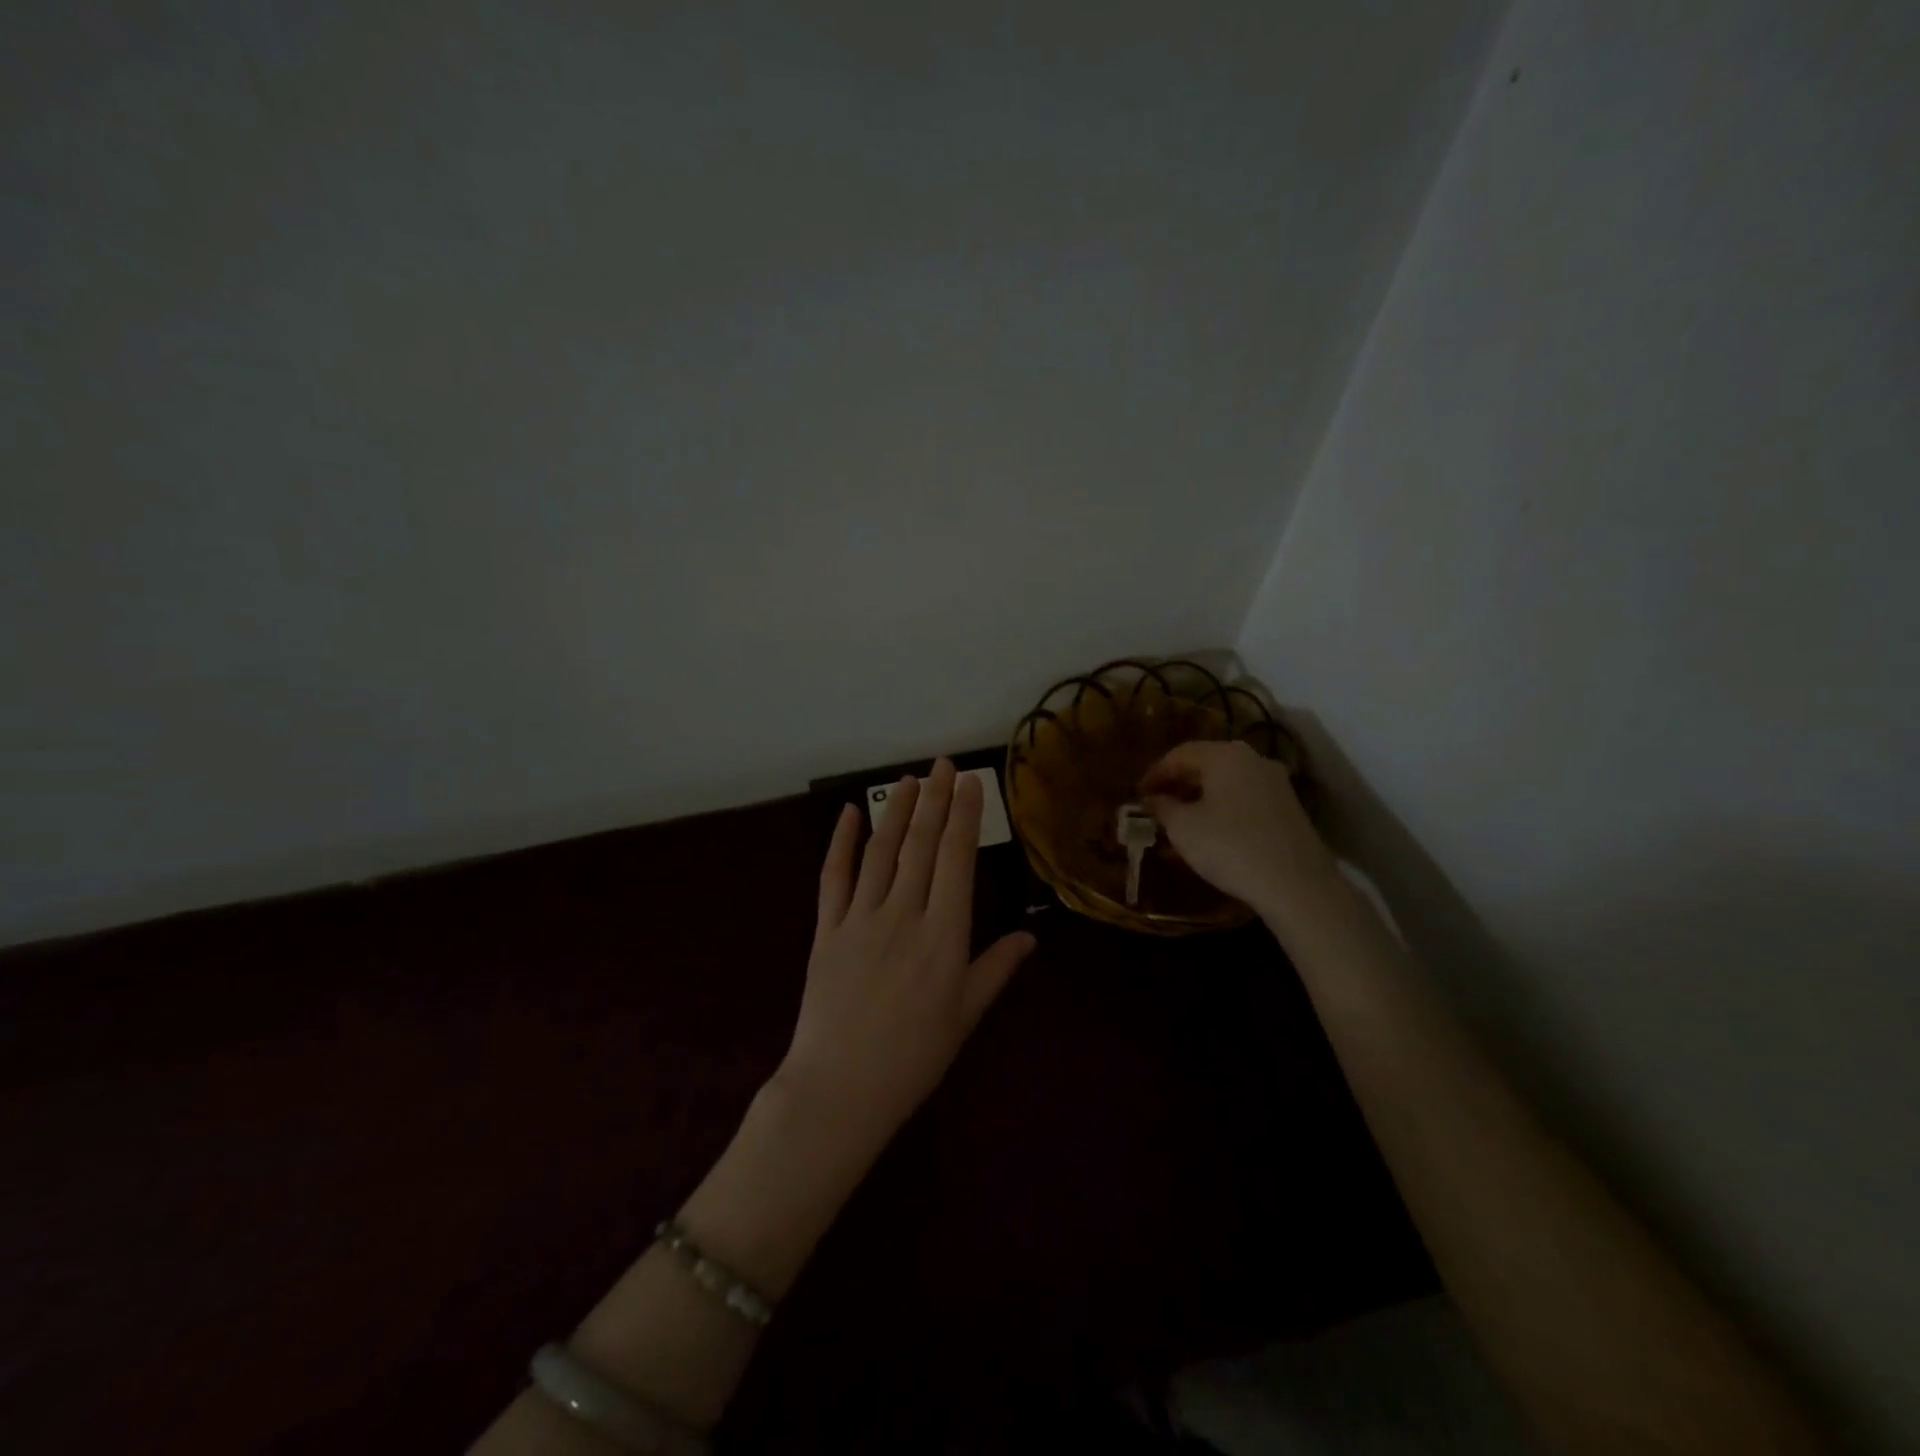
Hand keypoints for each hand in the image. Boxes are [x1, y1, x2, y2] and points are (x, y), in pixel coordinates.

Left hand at [777, 758, 1035, 1146]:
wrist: (840, 1088)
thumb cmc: (913, 1057)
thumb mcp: (965, 1016)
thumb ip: (996, 969)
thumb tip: (1031, 935)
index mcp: (944, 936)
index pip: (956, 860)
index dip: (963, 817)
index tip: (969, 783)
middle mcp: (904, 915)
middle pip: (920, 845)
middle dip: (934, 800)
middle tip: (942, 764)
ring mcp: (860, 918)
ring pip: (882, 852)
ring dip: (897, 811)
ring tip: (909, 779)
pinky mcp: (827, 928)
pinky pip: (834, 876)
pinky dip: (842, 841)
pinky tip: (851, 813)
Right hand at [1139, 740, 1339, 918]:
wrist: (1297, 885)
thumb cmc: (1229, 847)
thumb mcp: (1182, 828)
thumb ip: (1162, 807)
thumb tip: (1152, 799)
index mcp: (1225, 755)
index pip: (1180, 754)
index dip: (1155, 773)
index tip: (1138, 794)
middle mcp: (1253, 760)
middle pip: (1206, 764)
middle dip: (1178, 784)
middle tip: (1157, 806)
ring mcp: (1276, 783)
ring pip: (1226, 783)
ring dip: (1200, 798)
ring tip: (1180, 822)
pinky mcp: (1289, 809)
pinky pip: (1244, 799)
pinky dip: (1222, 809)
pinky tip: (1211, 833)